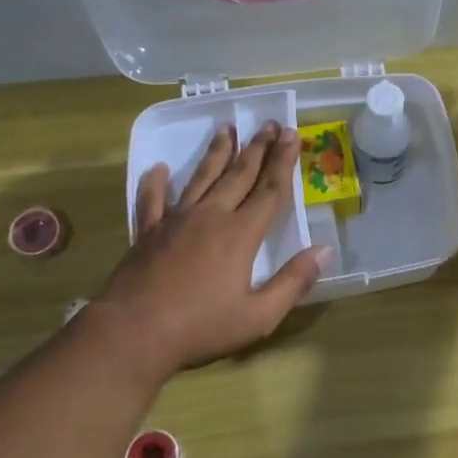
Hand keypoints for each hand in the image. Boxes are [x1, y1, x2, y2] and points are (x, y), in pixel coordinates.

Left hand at [92, 123, 326, 376]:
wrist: (133, 333)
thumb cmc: (200, 327)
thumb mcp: (259, 315)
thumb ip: (293, 281)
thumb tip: (325, 250)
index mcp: (240, 234)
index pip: (270, 191)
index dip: (284, 162)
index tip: (293, 135)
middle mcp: (211, 217)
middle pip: (239, 175)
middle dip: (258, 148)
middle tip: (270, 124)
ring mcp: (175, 221)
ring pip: (201, 178)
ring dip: (217, 153)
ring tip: (227, 129)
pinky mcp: (148, 233)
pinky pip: (152, 200)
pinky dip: (156, 183)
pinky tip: (159, 169)